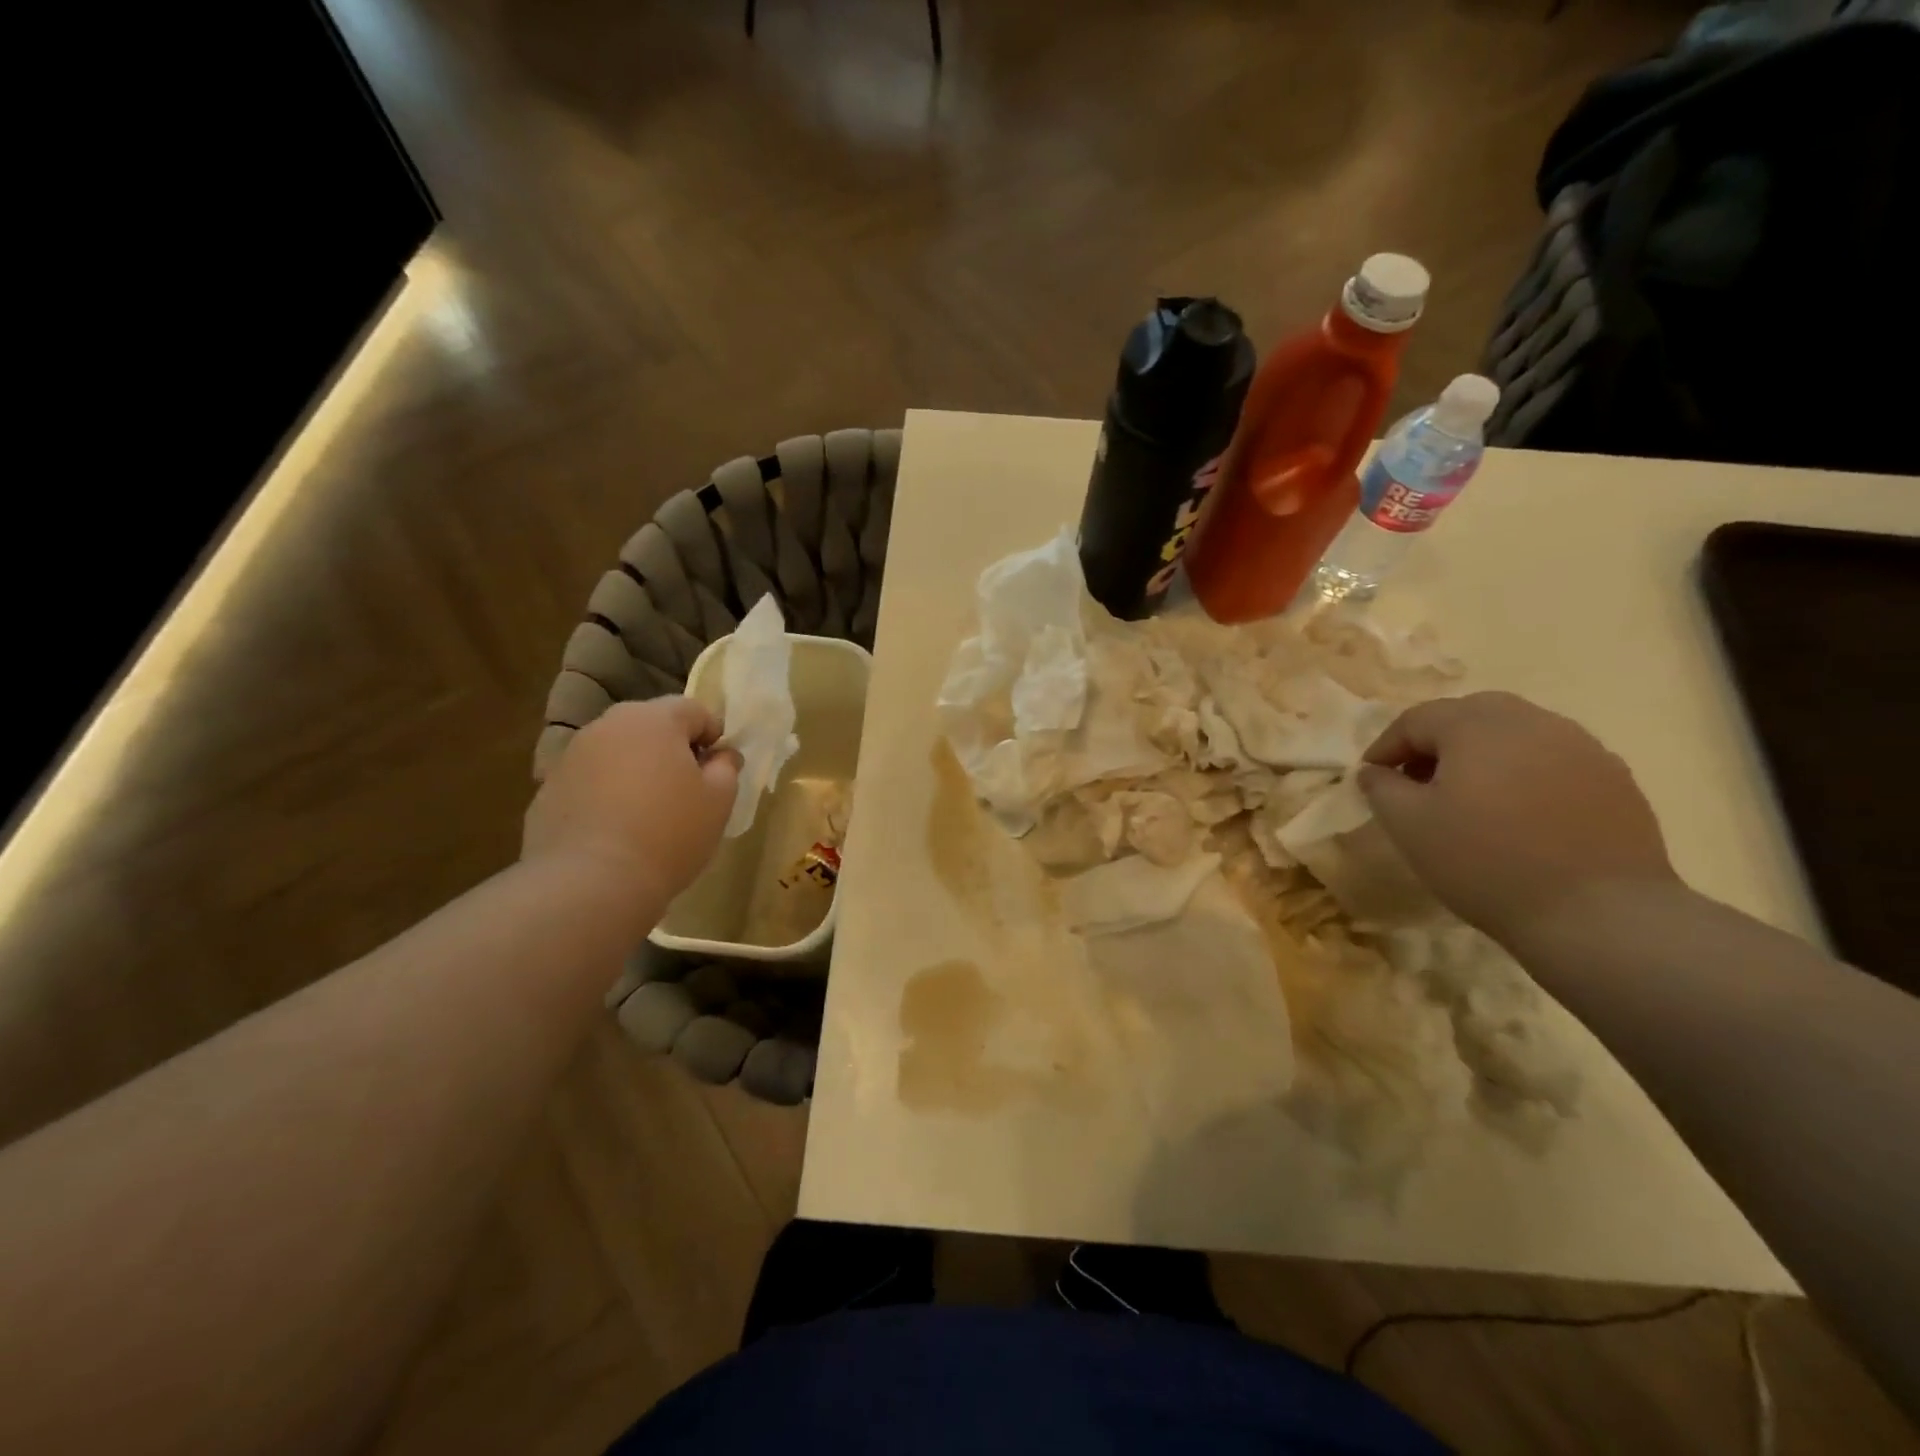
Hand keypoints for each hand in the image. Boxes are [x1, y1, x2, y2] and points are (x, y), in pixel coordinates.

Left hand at [523, 698, 740, 905]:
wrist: (589, 883)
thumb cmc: (668, 833)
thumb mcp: (718, 801)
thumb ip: (726, 768)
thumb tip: (721, 755)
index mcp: (654, 719)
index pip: (694, 709)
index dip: (713, 736)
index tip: (718, 770)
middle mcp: (608, 725)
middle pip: (652, 726)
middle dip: (673, 749)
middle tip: (687, 790)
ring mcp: (572, 755)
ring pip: (619, 752)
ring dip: (638, 770)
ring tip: (650, 813)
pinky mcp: (548, 789)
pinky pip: (591, 780)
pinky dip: (607, 794)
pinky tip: (617, 831)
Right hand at [1356, 692, 1678, 947]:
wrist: (1597, 914)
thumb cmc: (1485, 862)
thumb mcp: (1408, 826)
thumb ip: (1381, 788)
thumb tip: (1374, 771)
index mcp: (1476, 726)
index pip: (1416, 719)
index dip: (1386, 745)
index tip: (1371, 777)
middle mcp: (1531, 721)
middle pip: (1470, 714)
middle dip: (1436, 740)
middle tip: (1418, 779)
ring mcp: (1581, 746)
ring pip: (1516, 732)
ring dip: (1482, 753)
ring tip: (1469, 795)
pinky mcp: (1614, 778)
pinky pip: (1553, 758)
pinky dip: (1524, 771)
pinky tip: (1519, 812)